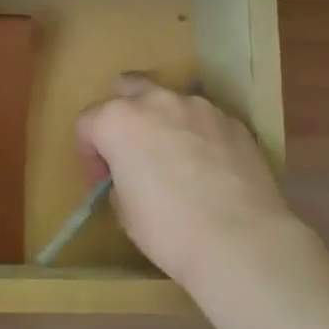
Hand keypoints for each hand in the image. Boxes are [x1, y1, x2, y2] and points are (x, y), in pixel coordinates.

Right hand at [76, 75, 308, 294]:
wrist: (241, 240)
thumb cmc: (168, 228)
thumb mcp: (124, 210)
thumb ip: (120, 179)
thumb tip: (132, 175)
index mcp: (119, 120)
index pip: (87, 123)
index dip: (89, 154)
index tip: (101, 182)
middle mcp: (157, 101)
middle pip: (128, 89)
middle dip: (123, 114)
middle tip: (131, 151)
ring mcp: (200, 107)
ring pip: (171, 102)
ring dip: (164, 123)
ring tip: (175, 159)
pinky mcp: (234, 122)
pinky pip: (205, 120)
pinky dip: (199, 135)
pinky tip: (208, 168)